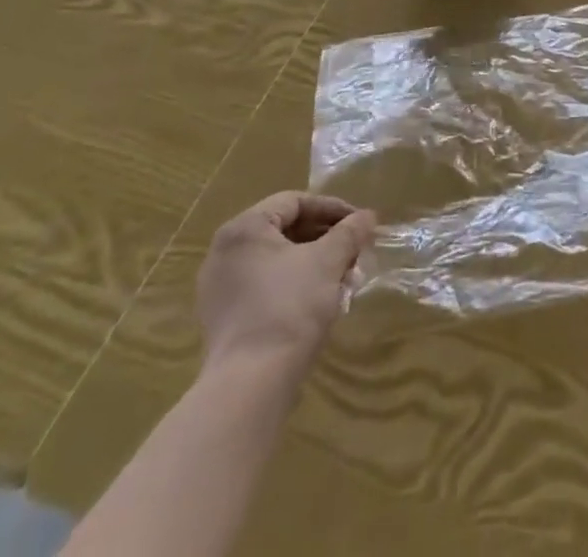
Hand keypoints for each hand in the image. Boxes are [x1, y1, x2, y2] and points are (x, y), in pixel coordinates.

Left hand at [196, 192, 375, 377]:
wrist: (250, 385)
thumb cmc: (290, 306)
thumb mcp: (329, 260)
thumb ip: (350, 231)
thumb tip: (367, 216)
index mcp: (243, 229)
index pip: (295, 202)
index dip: (333, 208)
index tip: (360, 223)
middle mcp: (224, 253)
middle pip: (286, 231)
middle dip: (326, 239)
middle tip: (355, 251)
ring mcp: (219, 289)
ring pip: (278, 261)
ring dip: (315, 263)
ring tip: (345, 278)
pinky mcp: (223, 320)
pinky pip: (265, 287)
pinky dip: (295, 285)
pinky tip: (323, 301)